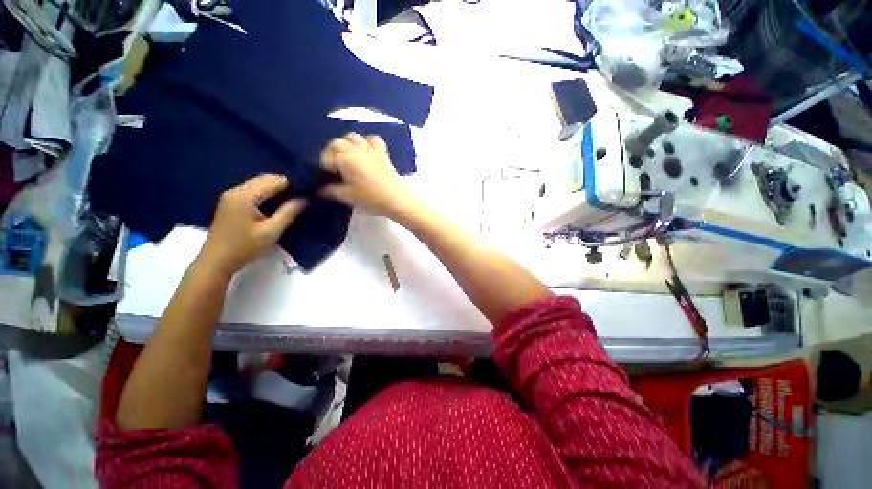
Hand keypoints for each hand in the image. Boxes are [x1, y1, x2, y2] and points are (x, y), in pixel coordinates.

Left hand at [199, 174, 306, 276]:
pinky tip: (275, 206)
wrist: (215, 262)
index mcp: (245, 196)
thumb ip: (288, 213)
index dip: (292, 184)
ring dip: (276, 190)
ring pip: (259, 184)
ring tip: (292, 202)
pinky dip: (267, 195)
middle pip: (265, 179)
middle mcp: (236, 190)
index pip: (274, 180)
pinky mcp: (230, 203)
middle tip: (301, 198)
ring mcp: (231, 196)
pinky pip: (253, 191)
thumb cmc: (244, 248)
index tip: (307, 193)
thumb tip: (304, 199)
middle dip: (285, 186)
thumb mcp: (270, 232)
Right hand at [319, 133, 420, 217]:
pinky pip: (374, 139)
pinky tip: (366, 150)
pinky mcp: (382, 153)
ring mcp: (370, 149)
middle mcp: (355, 150)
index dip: (323, 166)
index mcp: (344, 160)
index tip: (325, 175)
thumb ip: (332, 191)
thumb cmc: (371, 198)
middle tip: (333, 166)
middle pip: (337, 143)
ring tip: (347, 155)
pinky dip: (368, 141)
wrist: (396, 199)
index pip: (326, 158)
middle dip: (331, 152)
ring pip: (353, 137)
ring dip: (347, 143)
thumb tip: (320, 190)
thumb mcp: (348, 197)